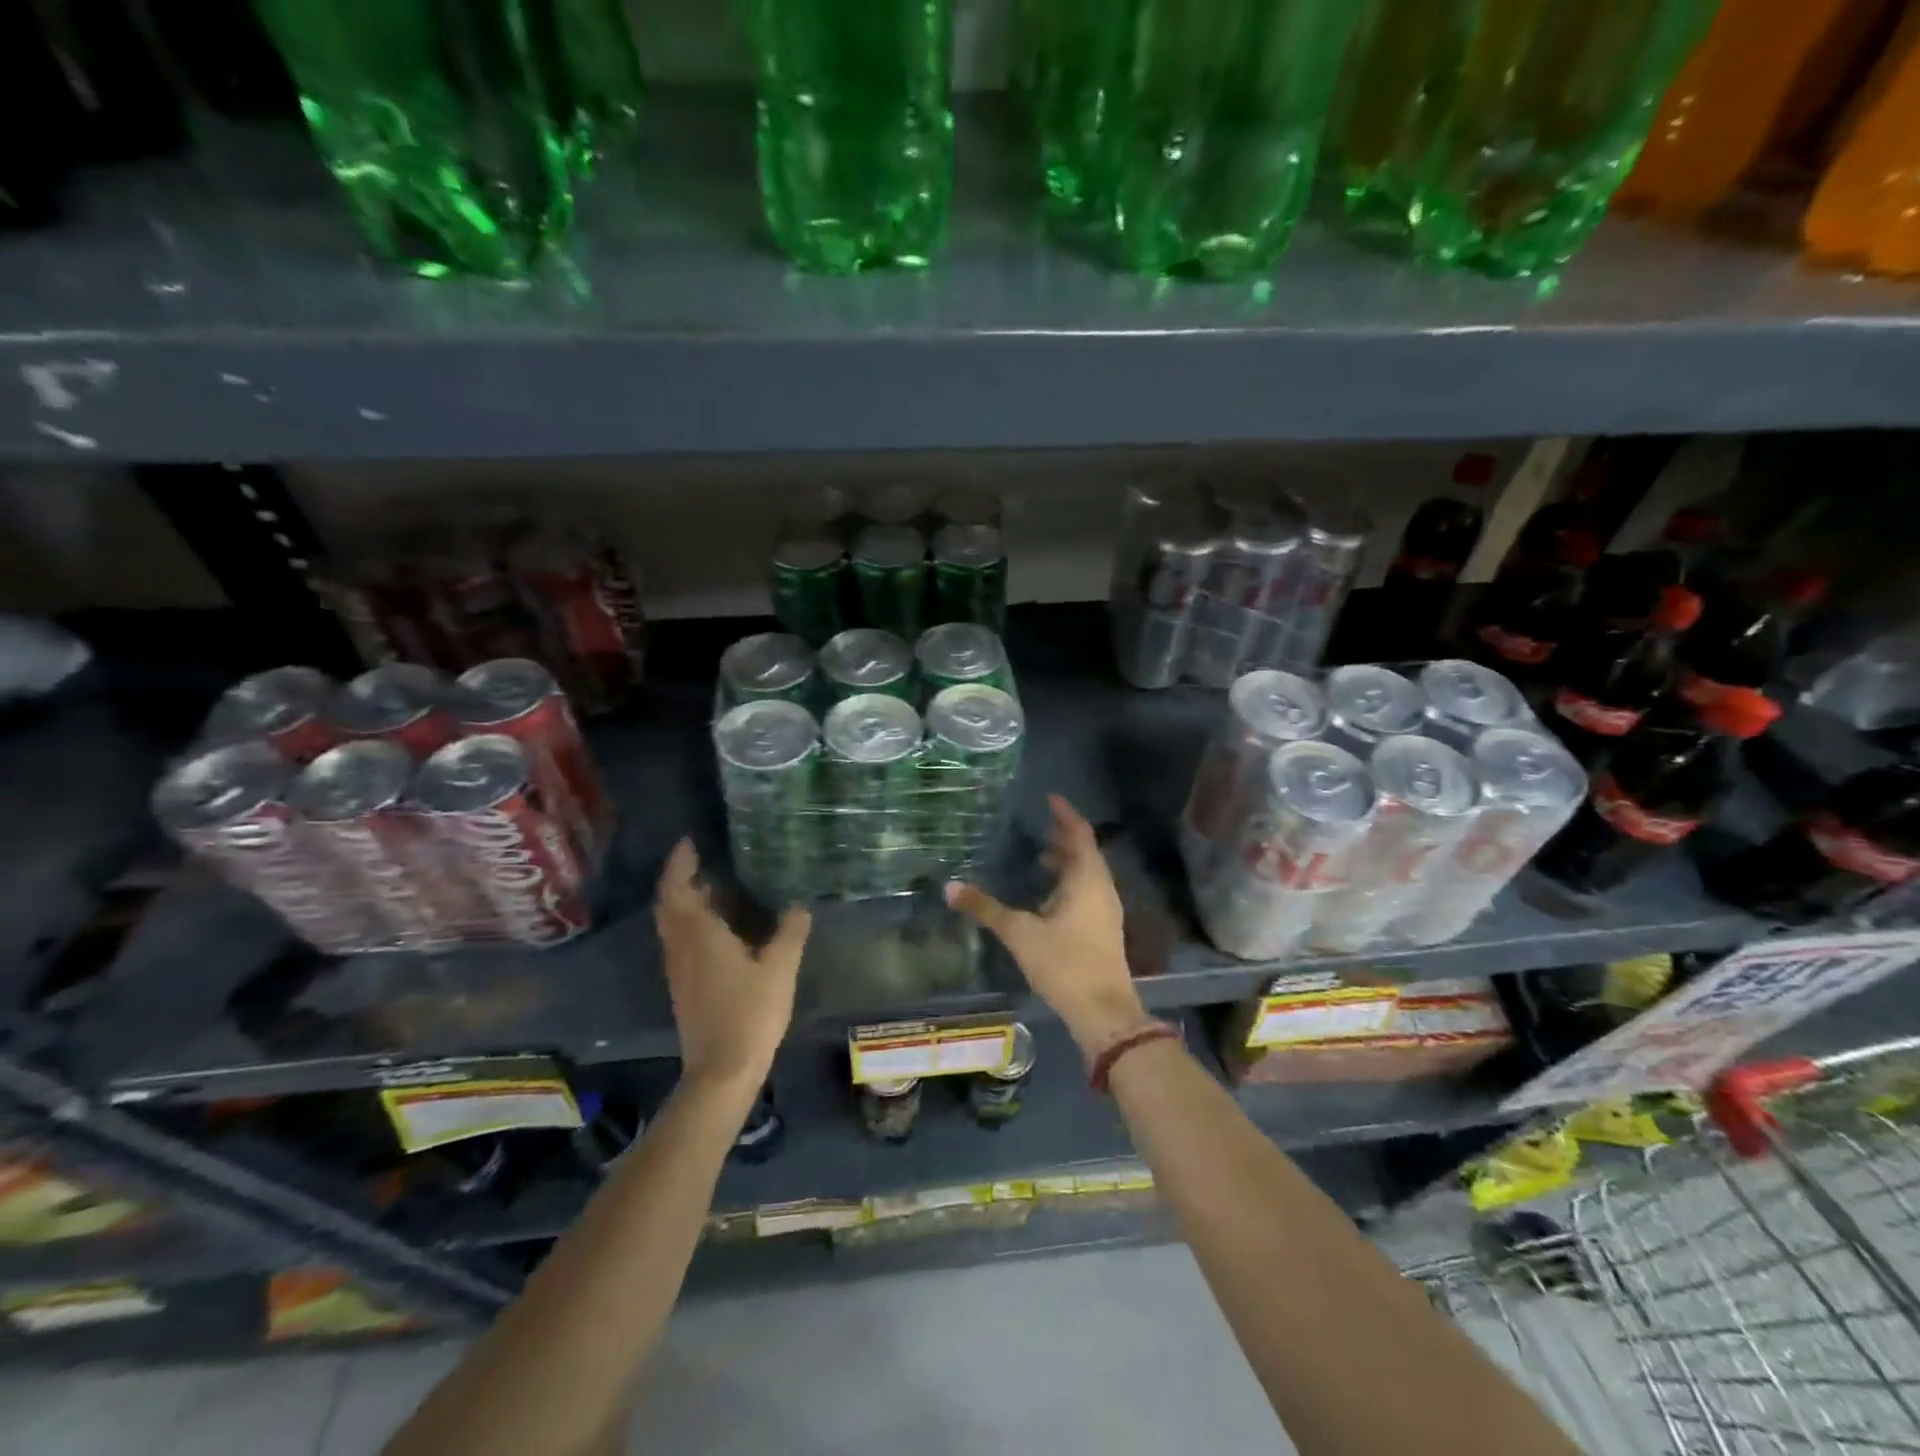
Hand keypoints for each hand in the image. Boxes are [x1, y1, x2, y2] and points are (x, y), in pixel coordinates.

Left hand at [654, 840, 810, 1090]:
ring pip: (672, 923)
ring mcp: (678, 968)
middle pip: (669, 904)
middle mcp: (681, 946)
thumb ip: (790, 931)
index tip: (690, 842)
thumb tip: (799, 904)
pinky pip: (680, 940)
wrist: (722, 1069)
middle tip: (701, 859)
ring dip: (684, 900)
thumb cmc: (750, 1012)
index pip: (678, 888)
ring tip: (712, 885)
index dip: (680, 863)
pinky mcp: (683, 986)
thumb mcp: (780, 968)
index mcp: (699, 935)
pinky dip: (690, 922)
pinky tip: (718, 926)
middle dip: (680, 878)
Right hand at [946, 795, 1145, 1053]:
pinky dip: (1069, 883)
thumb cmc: (1064, 963)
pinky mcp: (1103, 929)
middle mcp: (1101, 888)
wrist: (1104, 1012)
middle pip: (1085, 852)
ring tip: (1040, 858)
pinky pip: (1087, 893)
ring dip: (1067, 863)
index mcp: (1087, 879)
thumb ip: (985, 909)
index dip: (1065, 814)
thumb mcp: (1019, 933)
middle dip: (1064, 838)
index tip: (1050, 799)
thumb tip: (949, 887)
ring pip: (1087, 874)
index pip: (1079, 834)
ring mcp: (1106, 910)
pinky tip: (1049, 898)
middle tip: (1041, 826)